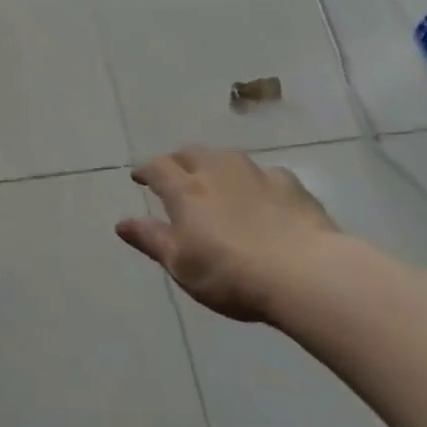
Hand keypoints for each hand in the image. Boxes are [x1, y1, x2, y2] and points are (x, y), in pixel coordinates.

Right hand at [117, 147, 337, 322]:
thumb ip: (151, 239)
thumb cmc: (230, 274)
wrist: (305, 274)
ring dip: (214, 164)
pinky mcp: (291, 185)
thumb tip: (121, 223)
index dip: (146, 170)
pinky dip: (254, 181)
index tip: (139, 177)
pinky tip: (261, 195)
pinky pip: (264, 174)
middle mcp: (217, 171)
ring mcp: (257, 174)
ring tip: (215, 179)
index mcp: (186, 190)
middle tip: (174, 174)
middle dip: (178, 161)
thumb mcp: (181, 265)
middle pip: (191, 153)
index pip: (158, 167)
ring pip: (227, 157)